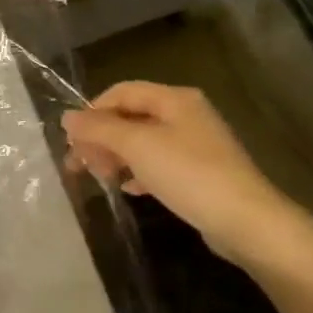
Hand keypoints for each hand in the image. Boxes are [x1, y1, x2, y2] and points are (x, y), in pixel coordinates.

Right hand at [62, 81, 297, 265]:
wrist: (245, 221)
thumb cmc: (188, 173)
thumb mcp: (137, 145)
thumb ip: (99, 128)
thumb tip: (67, 117)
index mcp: (174, 99)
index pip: (122, 92)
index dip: (92, 111)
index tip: (71, 139)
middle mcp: (185, 114)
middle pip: (131, 117)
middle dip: (101, 138)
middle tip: (77, 164)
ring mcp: (194, 144)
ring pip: (142, 142)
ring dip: (115, 156)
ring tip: (99, 178)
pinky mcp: (199, 172)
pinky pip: (158, 164)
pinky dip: (138, 172)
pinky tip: (129, 189)